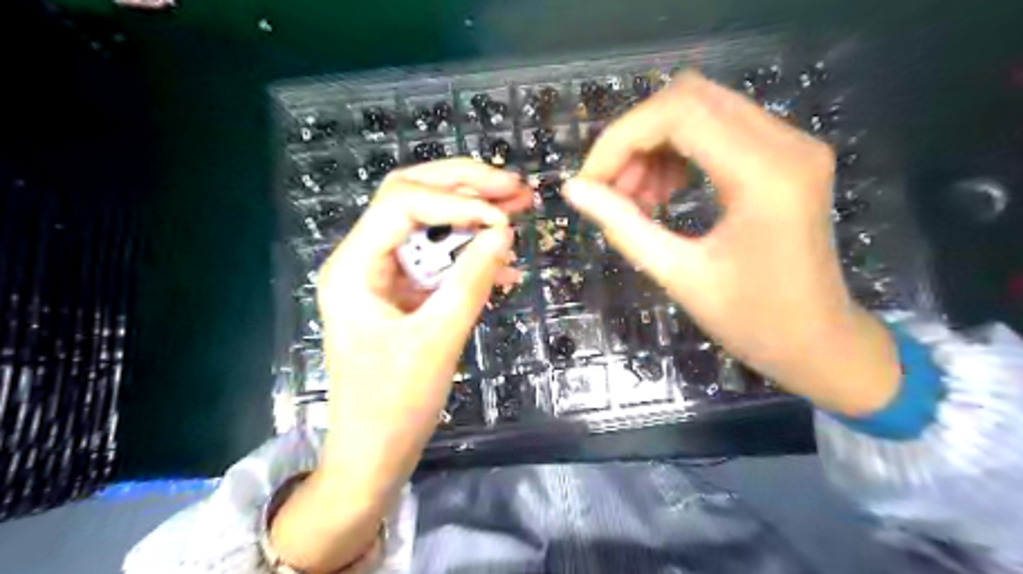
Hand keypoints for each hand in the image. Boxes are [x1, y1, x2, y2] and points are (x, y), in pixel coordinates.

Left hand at [267, 157, 530, 573]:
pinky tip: (506, 266)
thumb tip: (504, 232)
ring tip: (520, 208)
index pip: (402, 204)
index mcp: (354, 267)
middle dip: (465, 188)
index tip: (502, 218)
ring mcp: (385, 276)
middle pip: (413, 198)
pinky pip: (441, 261)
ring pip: (430, 225)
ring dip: (474, 215)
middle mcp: (365, 260)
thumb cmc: (394, 405)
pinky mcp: (405, 294)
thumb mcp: (437, 340)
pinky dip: (472, 256)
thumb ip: (471, 281)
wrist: (375, 453)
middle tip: (515, 186)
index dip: (456, 200)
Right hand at [564, 71, 896, 416]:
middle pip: (689, 98)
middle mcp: (787, 143)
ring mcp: (792, 145)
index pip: (678, 112)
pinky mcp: (787, 156)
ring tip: (635, 198)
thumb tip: (574, 190)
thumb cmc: (753, 321)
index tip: (591, 183)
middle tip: (611, 190)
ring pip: (702, 108)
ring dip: (654, 145)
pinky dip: (679, 151)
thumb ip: (623, 225)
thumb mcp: (678, 275)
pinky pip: (720, 129)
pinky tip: (664, 192)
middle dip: (635, 138)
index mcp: (764, 175)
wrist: (819, 342)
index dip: (621, 138)